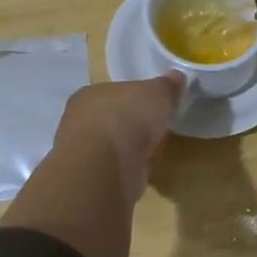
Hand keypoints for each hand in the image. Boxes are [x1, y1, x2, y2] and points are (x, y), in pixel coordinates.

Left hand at [52, 75, 184, 205]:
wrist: (106, 167)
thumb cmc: (127, 118)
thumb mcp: (156, 93)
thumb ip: (166, 86)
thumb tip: (176, 77)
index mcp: (90, 94)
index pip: (115, 92)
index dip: (137, 98)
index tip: (156, 106)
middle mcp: (80, 121)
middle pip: (115, 119)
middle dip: (136, 125)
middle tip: (158, 128)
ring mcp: (84, 152)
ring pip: (116, 145)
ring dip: (135, 149)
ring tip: (155, 151)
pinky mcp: (92, 179)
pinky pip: (119, 168)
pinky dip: (132, 169)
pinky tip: (145, 170)